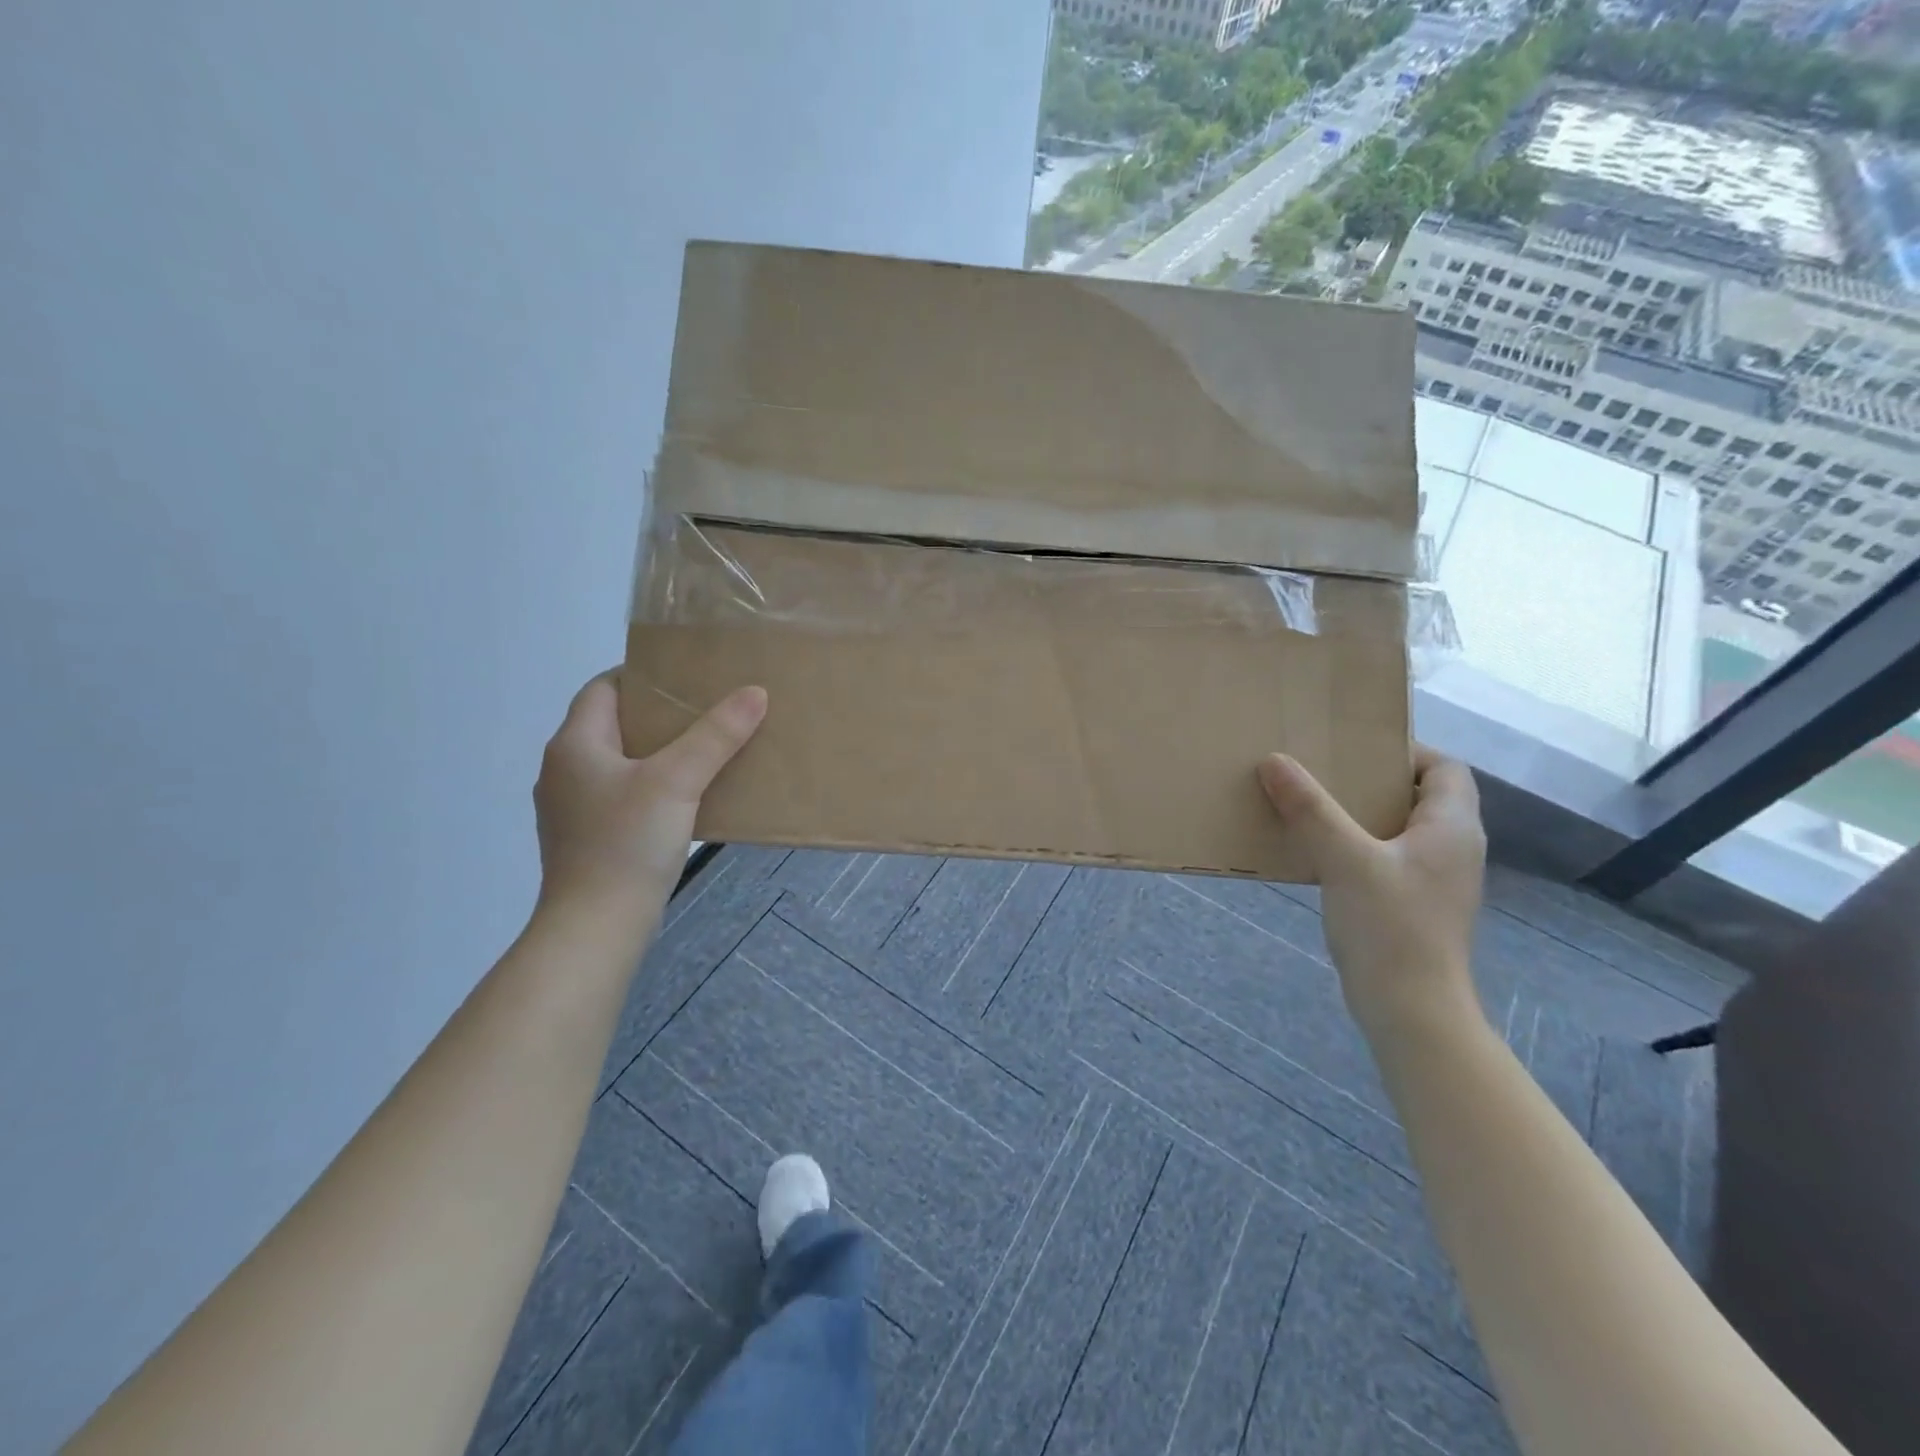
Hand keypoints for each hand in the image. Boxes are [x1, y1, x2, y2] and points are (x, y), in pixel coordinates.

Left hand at [533, 672, 765, 940]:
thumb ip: (716, 735)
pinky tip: (687, 799)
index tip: (687, 678)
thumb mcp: (678, 781)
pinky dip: (653, 787)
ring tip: (705, 752)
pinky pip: (623, 796)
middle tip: (708, 712)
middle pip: (614, 725)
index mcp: (574, 745)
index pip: (603, 688)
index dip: (643, 677)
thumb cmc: (627, 843)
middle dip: (660, 716)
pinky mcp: (587, 838)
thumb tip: (754, 692)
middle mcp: (565, 770)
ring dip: (659, 754)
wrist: (596, 927)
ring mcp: (572, 808)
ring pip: (620, 763)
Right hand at [1258, 746, 1485, 1039]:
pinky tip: (1318, 853)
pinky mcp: (1415, 905)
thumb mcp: (1345, 859)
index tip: (1353, 750)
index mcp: (1451, 827)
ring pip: (1400, 829)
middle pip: (1420, 796)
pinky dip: (1357, 846)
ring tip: (1311, 807)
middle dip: (1371, 781)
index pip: (1445, 768)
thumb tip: (1274, 760)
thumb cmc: (1390, 927)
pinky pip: (1387, 858)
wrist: (1412, 1010)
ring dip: (1359, 814)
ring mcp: (1435, 880)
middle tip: (1322, 773)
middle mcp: (1452, 848)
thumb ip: (1311, 808)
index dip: (1405, 752)